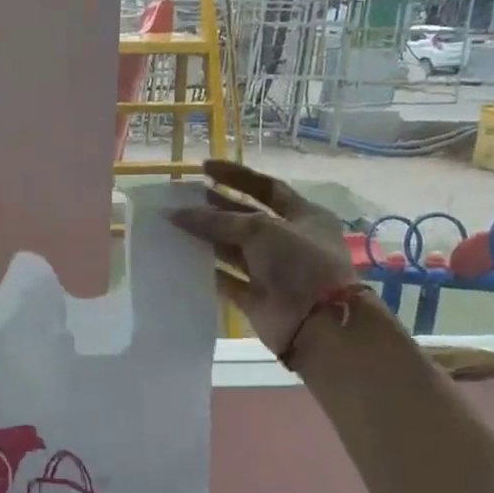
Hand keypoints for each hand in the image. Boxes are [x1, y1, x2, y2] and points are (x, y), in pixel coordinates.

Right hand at [167, 159, 359, 356]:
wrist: (317, 323)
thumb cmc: (299, 263)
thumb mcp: (261, 230)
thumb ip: (218, 220)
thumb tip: (177, 214)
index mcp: (304, 216)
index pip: (266, 187)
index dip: (236, 176)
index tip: (204, 168)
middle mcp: (289, 240)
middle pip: (247, 217)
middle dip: (216, 207)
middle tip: (183, 198)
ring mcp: (272, 269)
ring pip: (234, 248)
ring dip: (207, 237)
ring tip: (176, 224)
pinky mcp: (256, 295)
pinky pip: (227, 278)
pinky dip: (207, 269)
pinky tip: (183, 257)